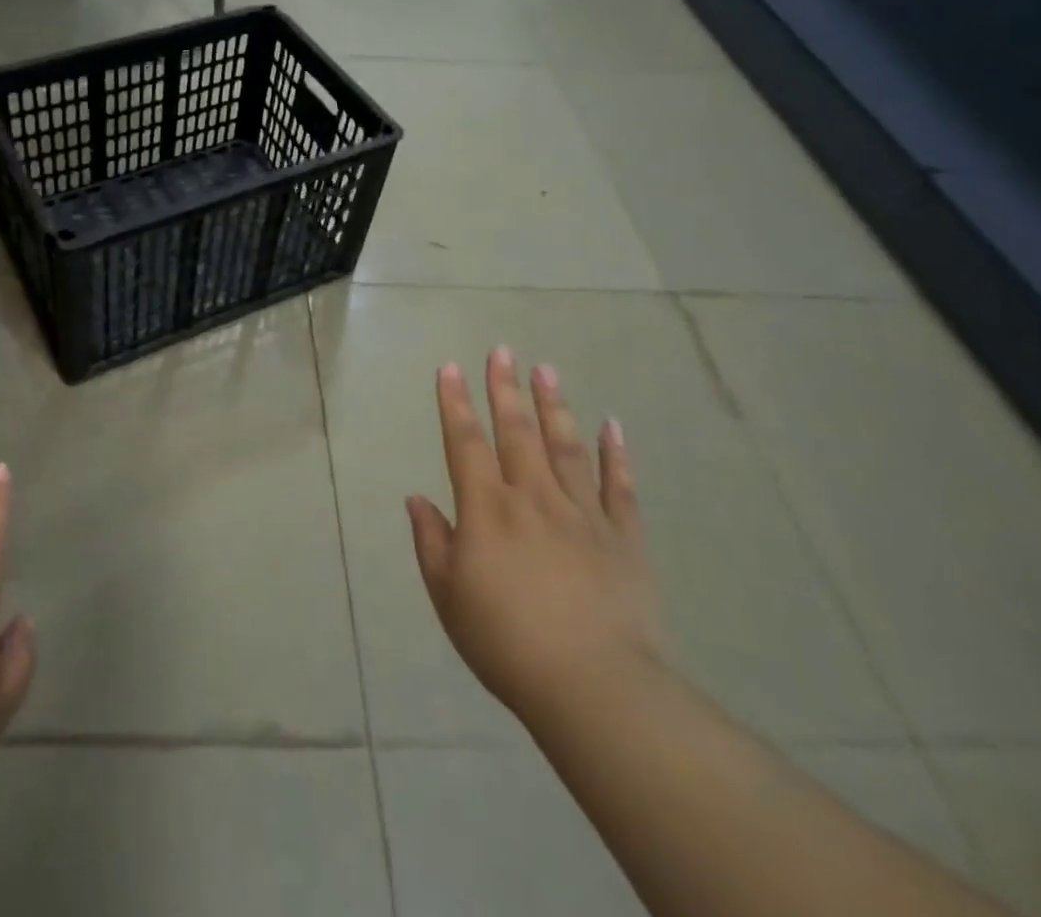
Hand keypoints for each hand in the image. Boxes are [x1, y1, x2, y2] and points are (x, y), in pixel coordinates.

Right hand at [408, 349, 663, 724]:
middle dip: (505, 388)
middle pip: (517, 432)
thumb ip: (432, 542)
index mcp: (487, 510)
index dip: (455, 403)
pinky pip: (619, 487)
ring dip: (554, 405)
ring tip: (547, 369)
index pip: (465, 443)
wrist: (596, 690)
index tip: (450, 367)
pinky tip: (612, 426)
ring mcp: (583, 514)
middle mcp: (533, 498)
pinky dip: (615, 455)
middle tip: (503, 350)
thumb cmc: (507, 643)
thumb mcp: (449, 597)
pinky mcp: (624, 538)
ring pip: (565, 447)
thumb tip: (416, 498)